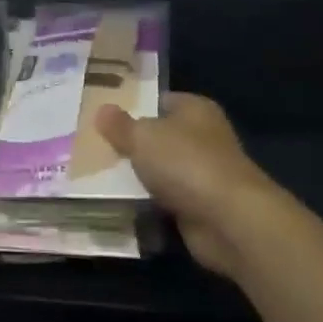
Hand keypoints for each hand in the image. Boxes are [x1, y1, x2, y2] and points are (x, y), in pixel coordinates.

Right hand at [95, 93, 283, 280]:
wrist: (229, 220)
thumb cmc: (186, 163)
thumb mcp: (142, 137)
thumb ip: (120, 125)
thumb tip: (102, 110)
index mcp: (195, 109)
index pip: (160, 101)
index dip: (133, 107)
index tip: (104, 117)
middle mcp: (204, 137)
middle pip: (160, 137)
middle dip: (133, 144)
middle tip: (93, 146)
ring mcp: (204, 174)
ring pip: (162, 170)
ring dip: (139, 177)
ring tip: (99, 175)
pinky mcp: (201, 207)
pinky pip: (166, 200)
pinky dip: (149, 203)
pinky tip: (121, 202)